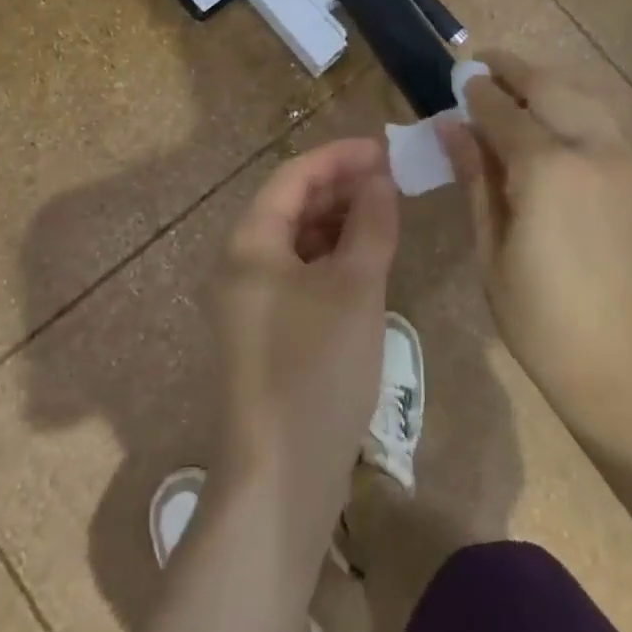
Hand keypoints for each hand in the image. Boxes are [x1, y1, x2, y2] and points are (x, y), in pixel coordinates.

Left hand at [208, 138, 400, 540]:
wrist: (279, 481)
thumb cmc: (316, 369)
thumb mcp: (356, 288)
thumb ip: (370, 224)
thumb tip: (380, 181)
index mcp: (250, 243)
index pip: (294, 176)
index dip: (339, 157)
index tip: (384, 150)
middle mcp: (241, 264)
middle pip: (292, 204)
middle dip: (340, 187)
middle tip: (390, 181)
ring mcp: (250, 301)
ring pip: (297, 240)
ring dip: (338, 222)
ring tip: (384, 215)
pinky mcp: (266, 333)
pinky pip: (299, 274)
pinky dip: (331, 258)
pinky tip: (364, 262)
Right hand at [438, 52, 631, 455]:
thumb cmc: (543, 319)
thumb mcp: (492, 249)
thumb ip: (474, 178)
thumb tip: (450, 126)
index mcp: (547, 169)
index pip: (503, 111)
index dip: (476, 92)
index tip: (457, 78)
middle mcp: (590, 149)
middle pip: (548, 88)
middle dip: (513, 70)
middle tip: (483, 64)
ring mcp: (624, 160)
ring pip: (583, 96)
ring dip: (547, 81)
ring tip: (517, 84)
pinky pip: (603, 120)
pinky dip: (575, 104)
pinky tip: (556, 119)